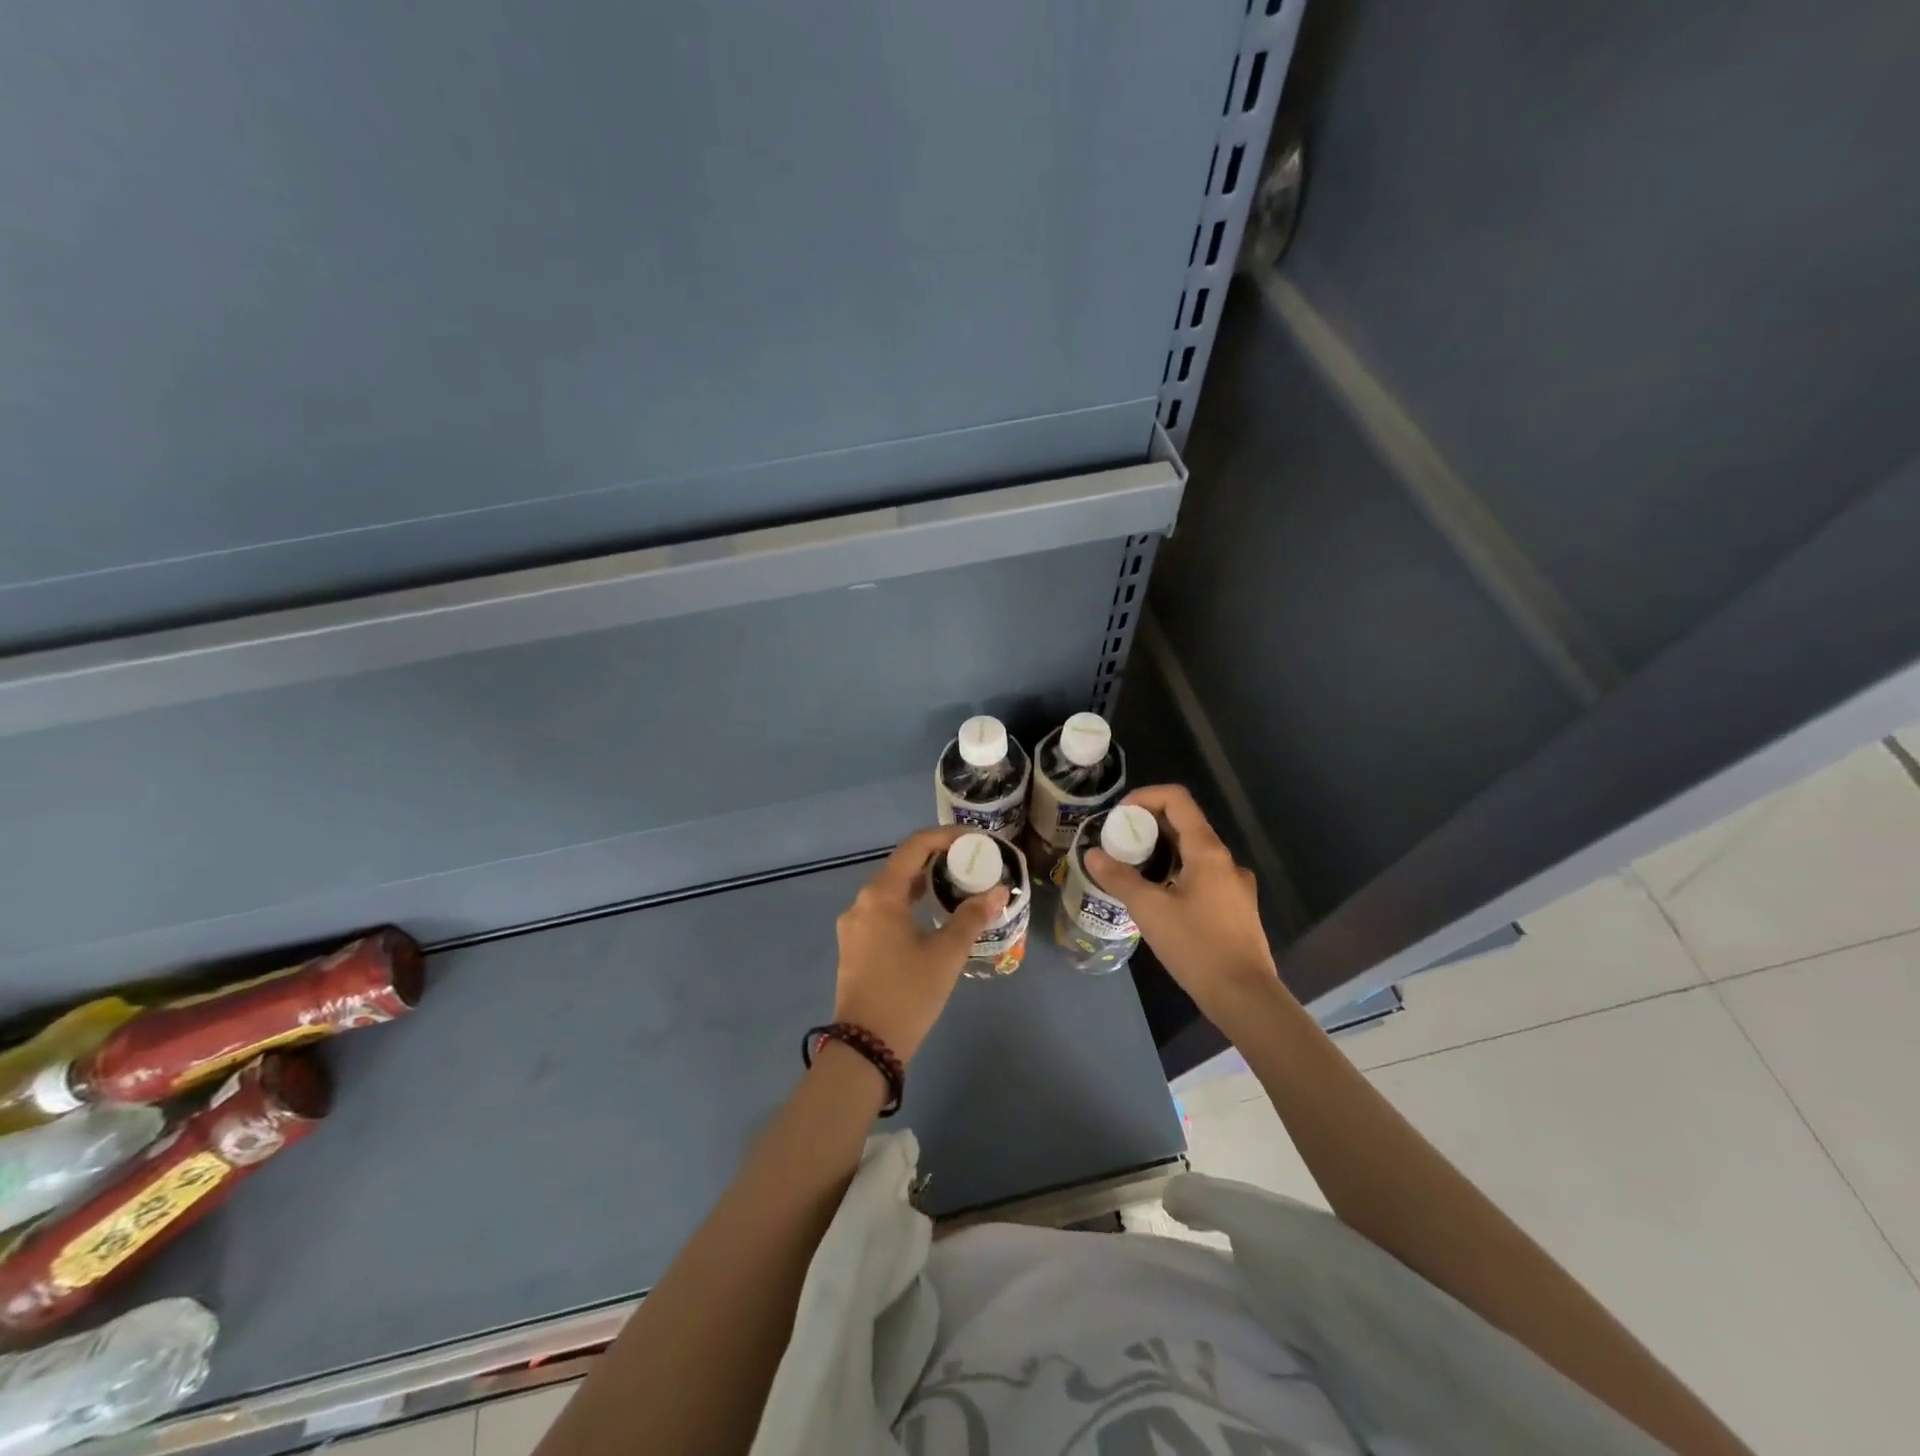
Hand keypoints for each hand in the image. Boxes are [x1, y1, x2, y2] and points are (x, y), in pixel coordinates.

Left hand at [832, 826, 1008, 1063]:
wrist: (865, 1047)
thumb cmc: (908, 993)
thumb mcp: (946, 954)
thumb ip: (972, 917)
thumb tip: (999, 890)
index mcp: (880, 896)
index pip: (914, 847)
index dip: (945, 837)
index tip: (973, 841)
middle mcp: (861, 903)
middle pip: (901, 866)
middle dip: (936, 860)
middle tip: (970, 864)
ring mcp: (854, 926)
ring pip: (892, 891)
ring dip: (922, 884)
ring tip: (956, 887)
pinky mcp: (854, 946)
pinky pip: (884, 911)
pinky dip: (909, 905)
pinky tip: (931, 917)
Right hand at [1085, 784, 1287, 1025]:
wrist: (1245, 997)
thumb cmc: (1196, 947)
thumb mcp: (1150, 910)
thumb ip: (1119, 878)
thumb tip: (1093, 855)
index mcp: (1208, 851)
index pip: (1177, 800)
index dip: (1145, 797)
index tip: (1119, 816)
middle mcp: (1227, 861)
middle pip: (1185, 825)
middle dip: (1148, 827)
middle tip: (1118, 844)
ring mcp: (1236, 886)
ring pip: (1194, 853)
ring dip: (1162, 853)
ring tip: (1133, 872)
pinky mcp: (1237, 909)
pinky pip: (1203, 877)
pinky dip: (1178, 874)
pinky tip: (1160, 900)